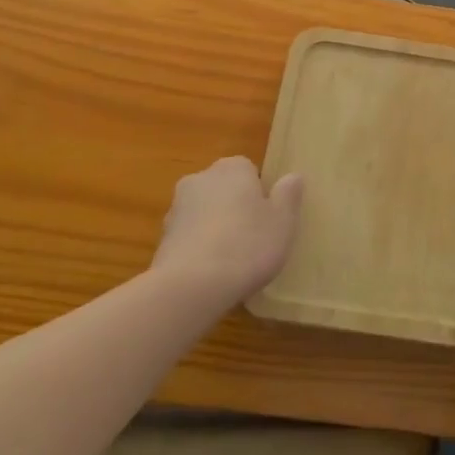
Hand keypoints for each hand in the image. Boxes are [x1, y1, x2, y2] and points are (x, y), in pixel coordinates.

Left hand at [150, 157, 302, 311]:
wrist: (192, 286)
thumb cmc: (247, 245)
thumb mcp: (283, 221)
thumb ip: (288, 195)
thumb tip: (292, 176)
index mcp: (232, 168)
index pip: (249, 170)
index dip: (260, 193)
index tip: (269, 218)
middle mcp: (200, 179)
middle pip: (223, 189)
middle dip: (235, 207)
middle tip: (254, 238)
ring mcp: (176, 208)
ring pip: (204, 212)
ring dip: (215, 227)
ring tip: (232, 260)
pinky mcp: (161, 238)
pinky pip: (189, 237)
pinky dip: (199, 248)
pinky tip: (211, 273)